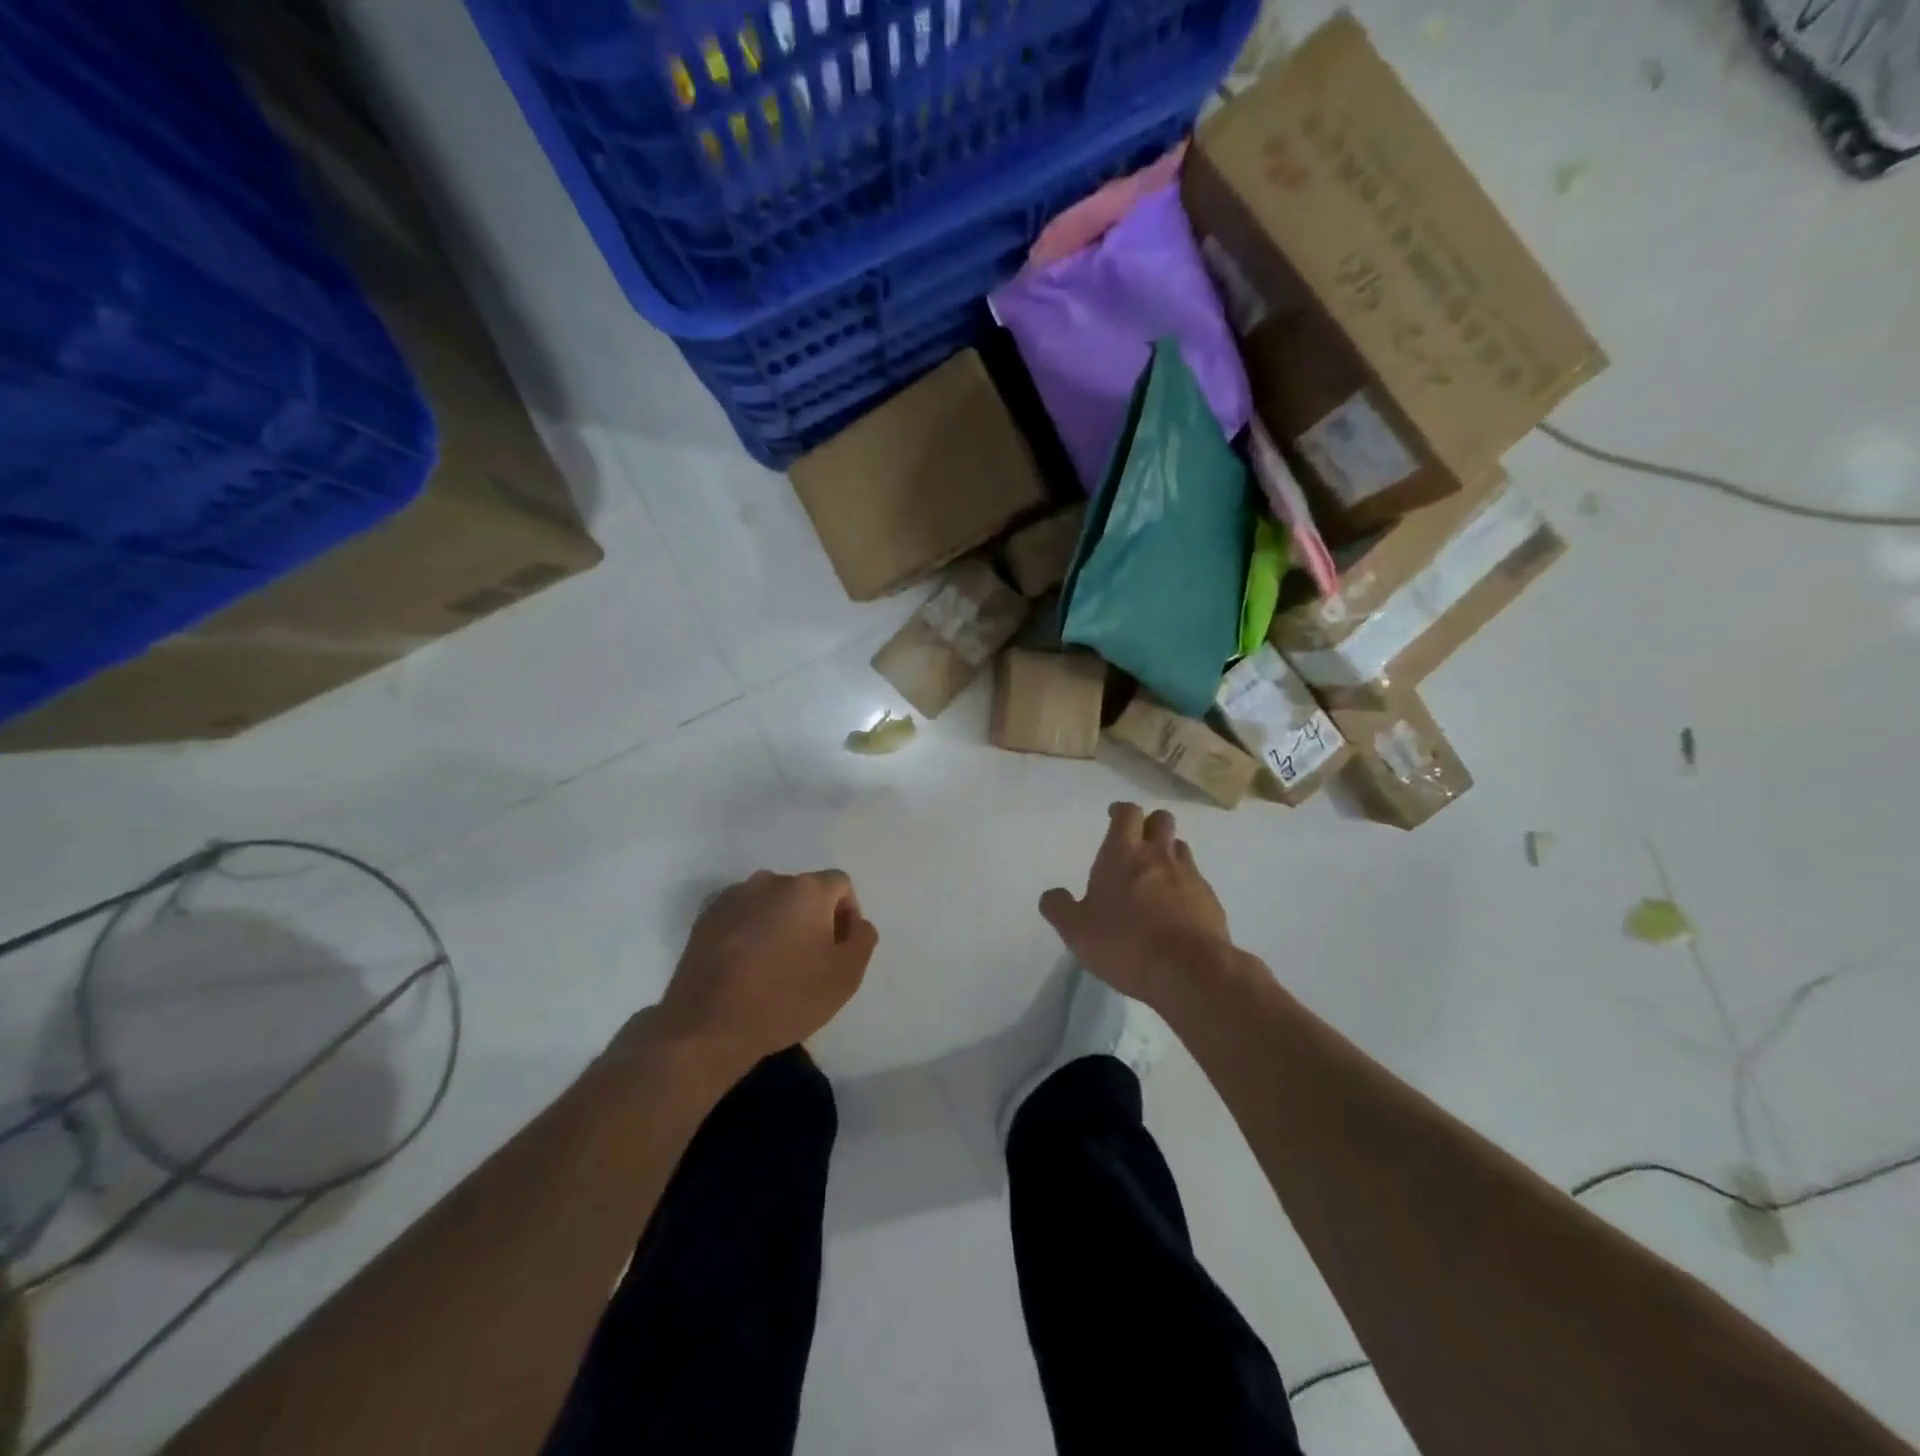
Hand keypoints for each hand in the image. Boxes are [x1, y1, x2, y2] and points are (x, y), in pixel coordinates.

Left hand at [650, 870, 877, 1074]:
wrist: (707, 1026)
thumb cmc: (785, 998)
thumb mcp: (845, 976)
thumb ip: (862, 939)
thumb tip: (856, 923)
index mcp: (806, 889)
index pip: (840, 885)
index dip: (847, 914)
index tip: (839, 950)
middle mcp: (769, 881)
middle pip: (804, 892)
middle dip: (813, 919)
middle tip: (810, 960)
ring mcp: (732, 897)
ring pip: (771, 904)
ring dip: (780, 924)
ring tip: (774, 966)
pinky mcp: (705, 918)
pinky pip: (742, 916)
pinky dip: (750, 933)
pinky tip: (745, 968)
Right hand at [1040, 803, 1232, 1009]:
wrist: (1190, 971)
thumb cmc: (1125, 943)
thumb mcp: (1076, 931)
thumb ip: (1059, 908)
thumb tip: (1052, 895)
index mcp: (1123, 854)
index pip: (1127, 813)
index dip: (1121, 811)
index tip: (1114, 817)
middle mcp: (1159, 856)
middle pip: (1161, 820)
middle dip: (1149, 825)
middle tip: (1136, 844)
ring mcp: (1190, 876)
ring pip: (1181, 849)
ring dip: (1168, 854)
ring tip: (1156, 878)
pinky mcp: (1211, 901)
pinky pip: (1197, 882)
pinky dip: (1185, 888)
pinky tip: (1176, 912)